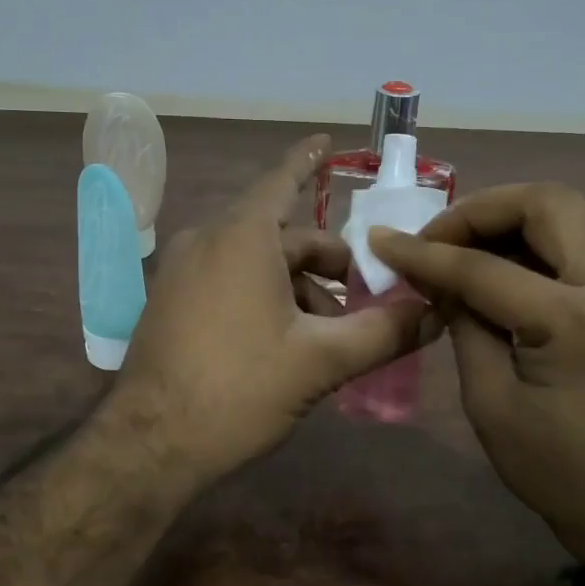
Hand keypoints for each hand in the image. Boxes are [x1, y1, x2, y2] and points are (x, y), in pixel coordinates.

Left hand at [105, 135, 430, 485]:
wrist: (151, 444)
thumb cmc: (239, 389)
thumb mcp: (321, 361)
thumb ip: (384, 333)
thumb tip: (434, 313)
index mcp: (241, 237)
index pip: (282, 181)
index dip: (309, 161)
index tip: (327, 142)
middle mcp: (206, 241)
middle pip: (280, 235)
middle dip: (326, 262)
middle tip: (367, 298)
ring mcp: (182, 271)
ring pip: (255, 262)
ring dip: (299, 287)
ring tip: (332, 335)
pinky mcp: (171, 302)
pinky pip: (229, 280)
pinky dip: (265, 295)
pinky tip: (288, 341)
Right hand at [369, 184, 584, 560]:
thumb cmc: (559, 472)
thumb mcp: (491, 403)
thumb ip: (465, 324)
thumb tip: (437, 276)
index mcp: (577, 323)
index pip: (486, 267)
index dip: (426, 253)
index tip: (383, 242)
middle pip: (549, 202)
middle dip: (482, 209)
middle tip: (438, 239)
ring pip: (569, 214)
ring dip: (509, 220)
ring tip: (462, 250)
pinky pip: (580, 243)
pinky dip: (533, 242)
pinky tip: (499, 270)